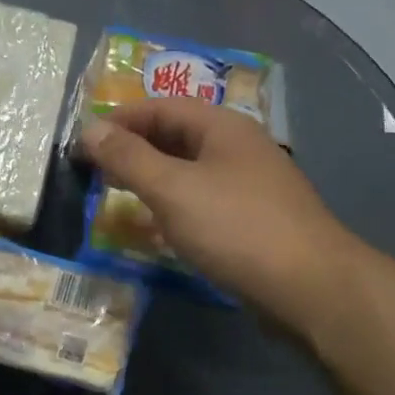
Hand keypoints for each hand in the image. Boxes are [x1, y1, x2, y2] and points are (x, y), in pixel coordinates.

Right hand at [80, 99, 361, 327]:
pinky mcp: (253, 220)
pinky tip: (157, 227)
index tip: (83, 142)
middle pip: (176, 135)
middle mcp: (238, 147)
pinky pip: (203, 200)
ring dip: (152, 178)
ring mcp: (250, 185)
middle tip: (94, 170)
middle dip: (133, 148)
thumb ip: (128, 157)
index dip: (119, 119)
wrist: (311, 288)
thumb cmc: (235, 228)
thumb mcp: (172, 188)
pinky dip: (174, 205)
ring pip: (189, 170)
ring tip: (117, 196)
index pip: (161, 106)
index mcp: (222, 127)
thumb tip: (90, 129)